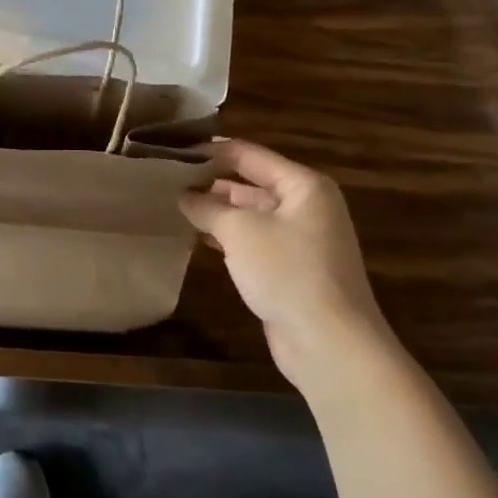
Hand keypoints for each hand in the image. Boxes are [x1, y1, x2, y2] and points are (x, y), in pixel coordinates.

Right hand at [180, 139, 392, 382]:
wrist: (331, 346)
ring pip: (250, 213)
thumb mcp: (240, 231)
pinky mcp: (292, 268)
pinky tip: (197, 237)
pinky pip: (254, 241)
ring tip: (173, 204)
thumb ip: (207, 206)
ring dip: (216, 211)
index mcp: (303, 185)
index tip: (172, 152)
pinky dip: (227, 237)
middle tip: (166, 180)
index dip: (209, 151)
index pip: (247, 153)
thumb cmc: (287, 272)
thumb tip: (183, 195)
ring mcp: (301, 239)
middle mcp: (306, 205)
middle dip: (210, 181)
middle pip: (250, 182)